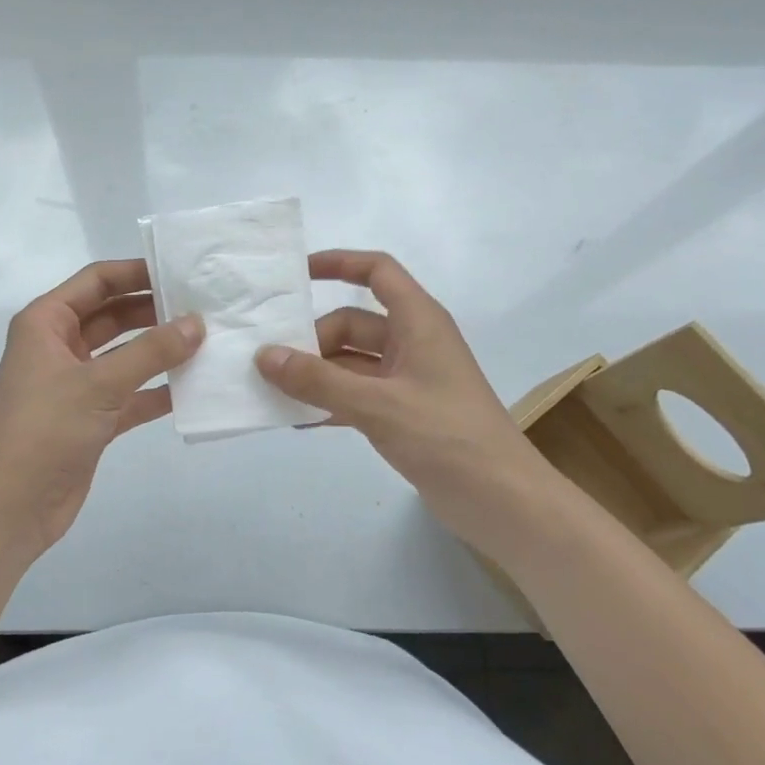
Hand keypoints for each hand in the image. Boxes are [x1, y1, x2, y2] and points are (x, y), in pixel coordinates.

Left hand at [0, 259, 202, 556]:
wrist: (10, 506)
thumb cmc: (44, 429)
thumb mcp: (98, 383)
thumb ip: (151, 352)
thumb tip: (198, 323)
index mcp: (46, 323)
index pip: (97, 282)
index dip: (137, 272)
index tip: (181, 272)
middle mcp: (59, 347)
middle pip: (113, 316)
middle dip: (154, 311)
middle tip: (204, 307)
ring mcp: (76, 385)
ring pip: (125, 356)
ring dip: (160, 351)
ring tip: (207, 341)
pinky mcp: (90, 419)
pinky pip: (130, 394)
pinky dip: (156, 391)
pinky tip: (193, 388)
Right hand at [255, 250, 556, 548]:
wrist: (500, 499)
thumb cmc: (445, 436)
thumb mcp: (377, 405)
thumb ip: (318, 381)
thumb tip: (264, 356)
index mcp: (418, 321)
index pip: (377, 272)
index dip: (338, 264)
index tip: (295, 276)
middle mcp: (413, 342)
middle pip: (352, 323)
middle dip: (312, 340)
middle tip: (269, 364)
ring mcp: (408, 379)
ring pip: (351, 362)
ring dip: (317, 374)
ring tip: (272, 391)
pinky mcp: (404, 413)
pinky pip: (357, 395)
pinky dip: (330, 402)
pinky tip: (298, 420)